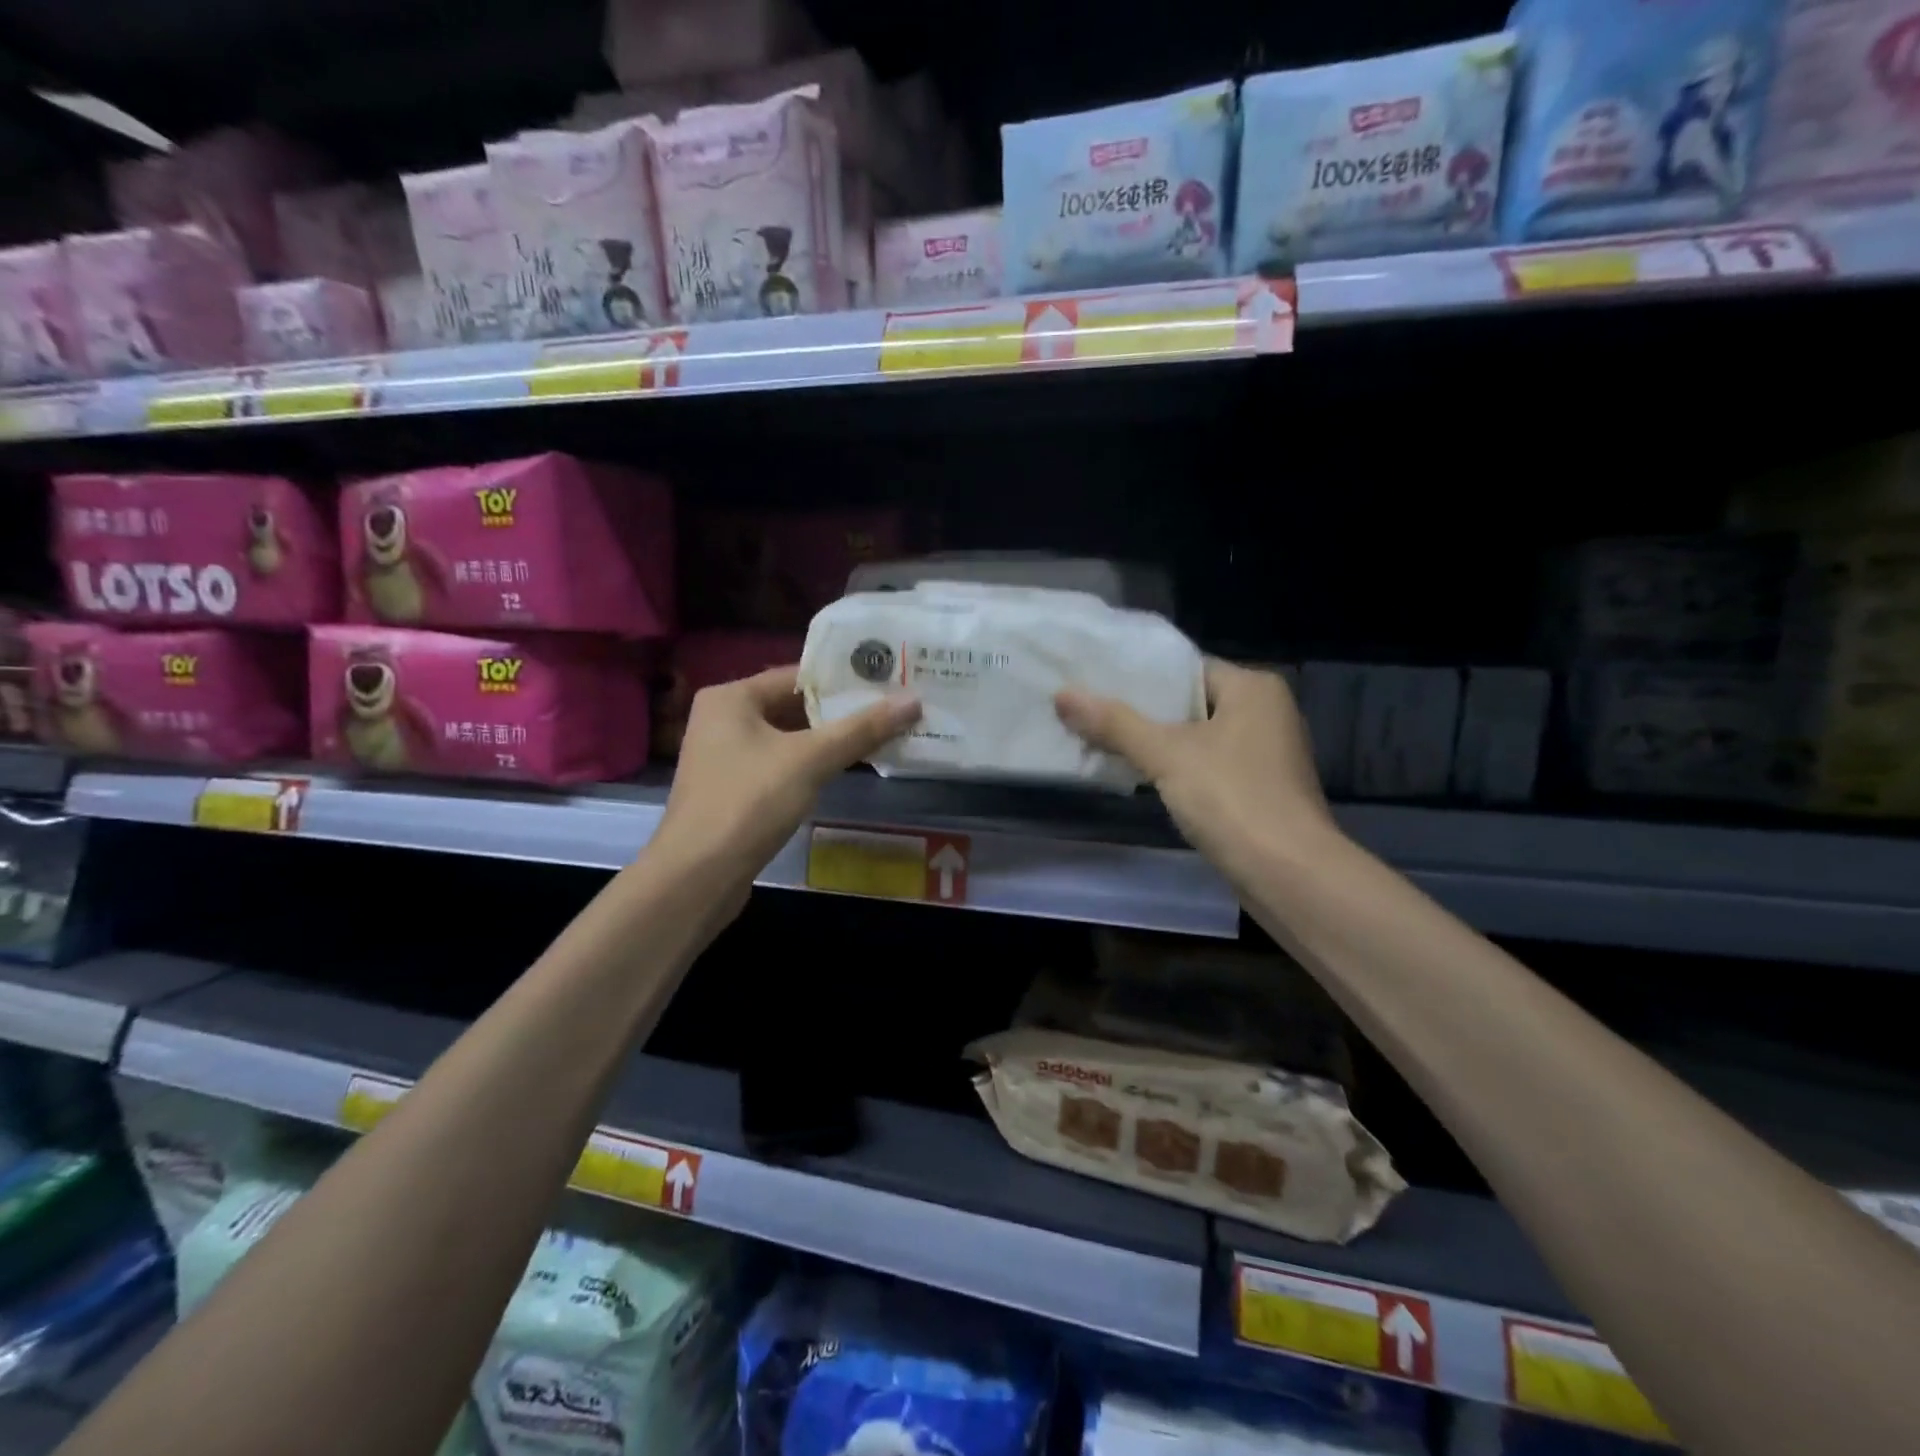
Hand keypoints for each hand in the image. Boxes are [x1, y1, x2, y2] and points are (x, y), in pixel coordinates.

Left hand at [652, 665, 920, 887]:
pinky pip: (780, 765)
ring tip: (879, 734)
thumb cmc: (750, 802)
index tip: (886, 679)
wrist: (698, 876)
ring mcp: (724, 757)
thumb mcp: (811, 760)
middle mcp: (722, 719)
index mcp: (731, 698)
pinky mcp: (733, 790)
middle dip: (840, 711)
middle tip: (891, 707)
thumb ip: (862, 729)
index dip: (843, 678)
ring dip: (828, 740)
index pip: (796, 675)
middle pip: (792, 706)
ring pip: (787, 738)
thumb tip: (914, 701)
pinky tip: (843, 770)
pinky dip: (810, 765)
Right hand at [1055, 659, 1334, 875]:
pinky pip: (1211, 767)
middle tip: (1093, 714)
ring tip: (1107, 744)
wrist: (1289, 875)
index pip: (1187, 669)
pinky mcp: (1264, 790)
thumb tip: (1062, 695)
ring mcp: (1269, 754)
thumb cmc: (1232, 798)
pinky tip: (1145, 779)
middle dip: (1145, 714)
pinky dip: (1181, 770)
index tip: (1097, 684)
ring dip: (1160, 745)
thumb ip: (1115, 723)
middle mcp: (1268, 713)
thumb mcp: (1166, 755)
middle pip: (1191, 704)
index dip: (1141, 678)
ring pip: (1200, 738)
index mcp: (1254, 687)